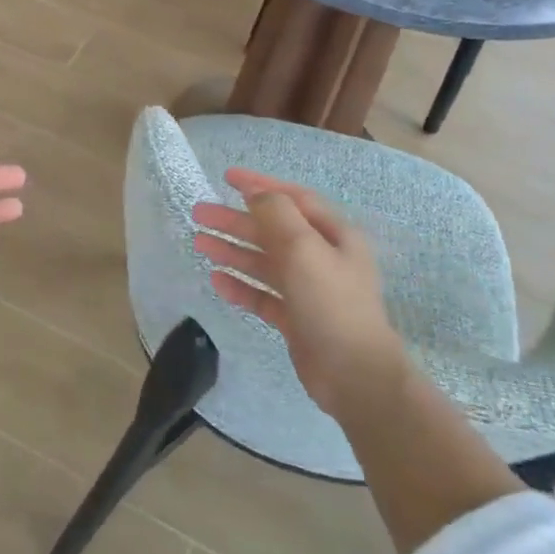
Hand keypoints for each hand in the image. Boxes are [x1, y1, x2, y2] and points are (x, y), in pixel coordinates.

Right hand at [191, 170, 404, 417]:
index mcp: (333, 236)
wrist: (355, 376)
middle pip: (272, 230)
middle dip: (236, 220)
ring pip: (264, 262)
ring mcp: (308, 290)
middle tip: (199, 213)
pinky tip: (217, 281)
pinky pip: (263, 295)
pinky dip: (241, 286)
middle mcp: (322, 258)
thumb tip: (256, 195)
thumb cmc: (331, 303)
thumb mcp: (304, 248)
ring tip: (199, 242)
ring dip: (233, 250)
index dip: (260, 185)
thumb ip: (277, 215)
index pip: (292, 199)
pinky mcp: (296, 319)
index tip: (227, 177)